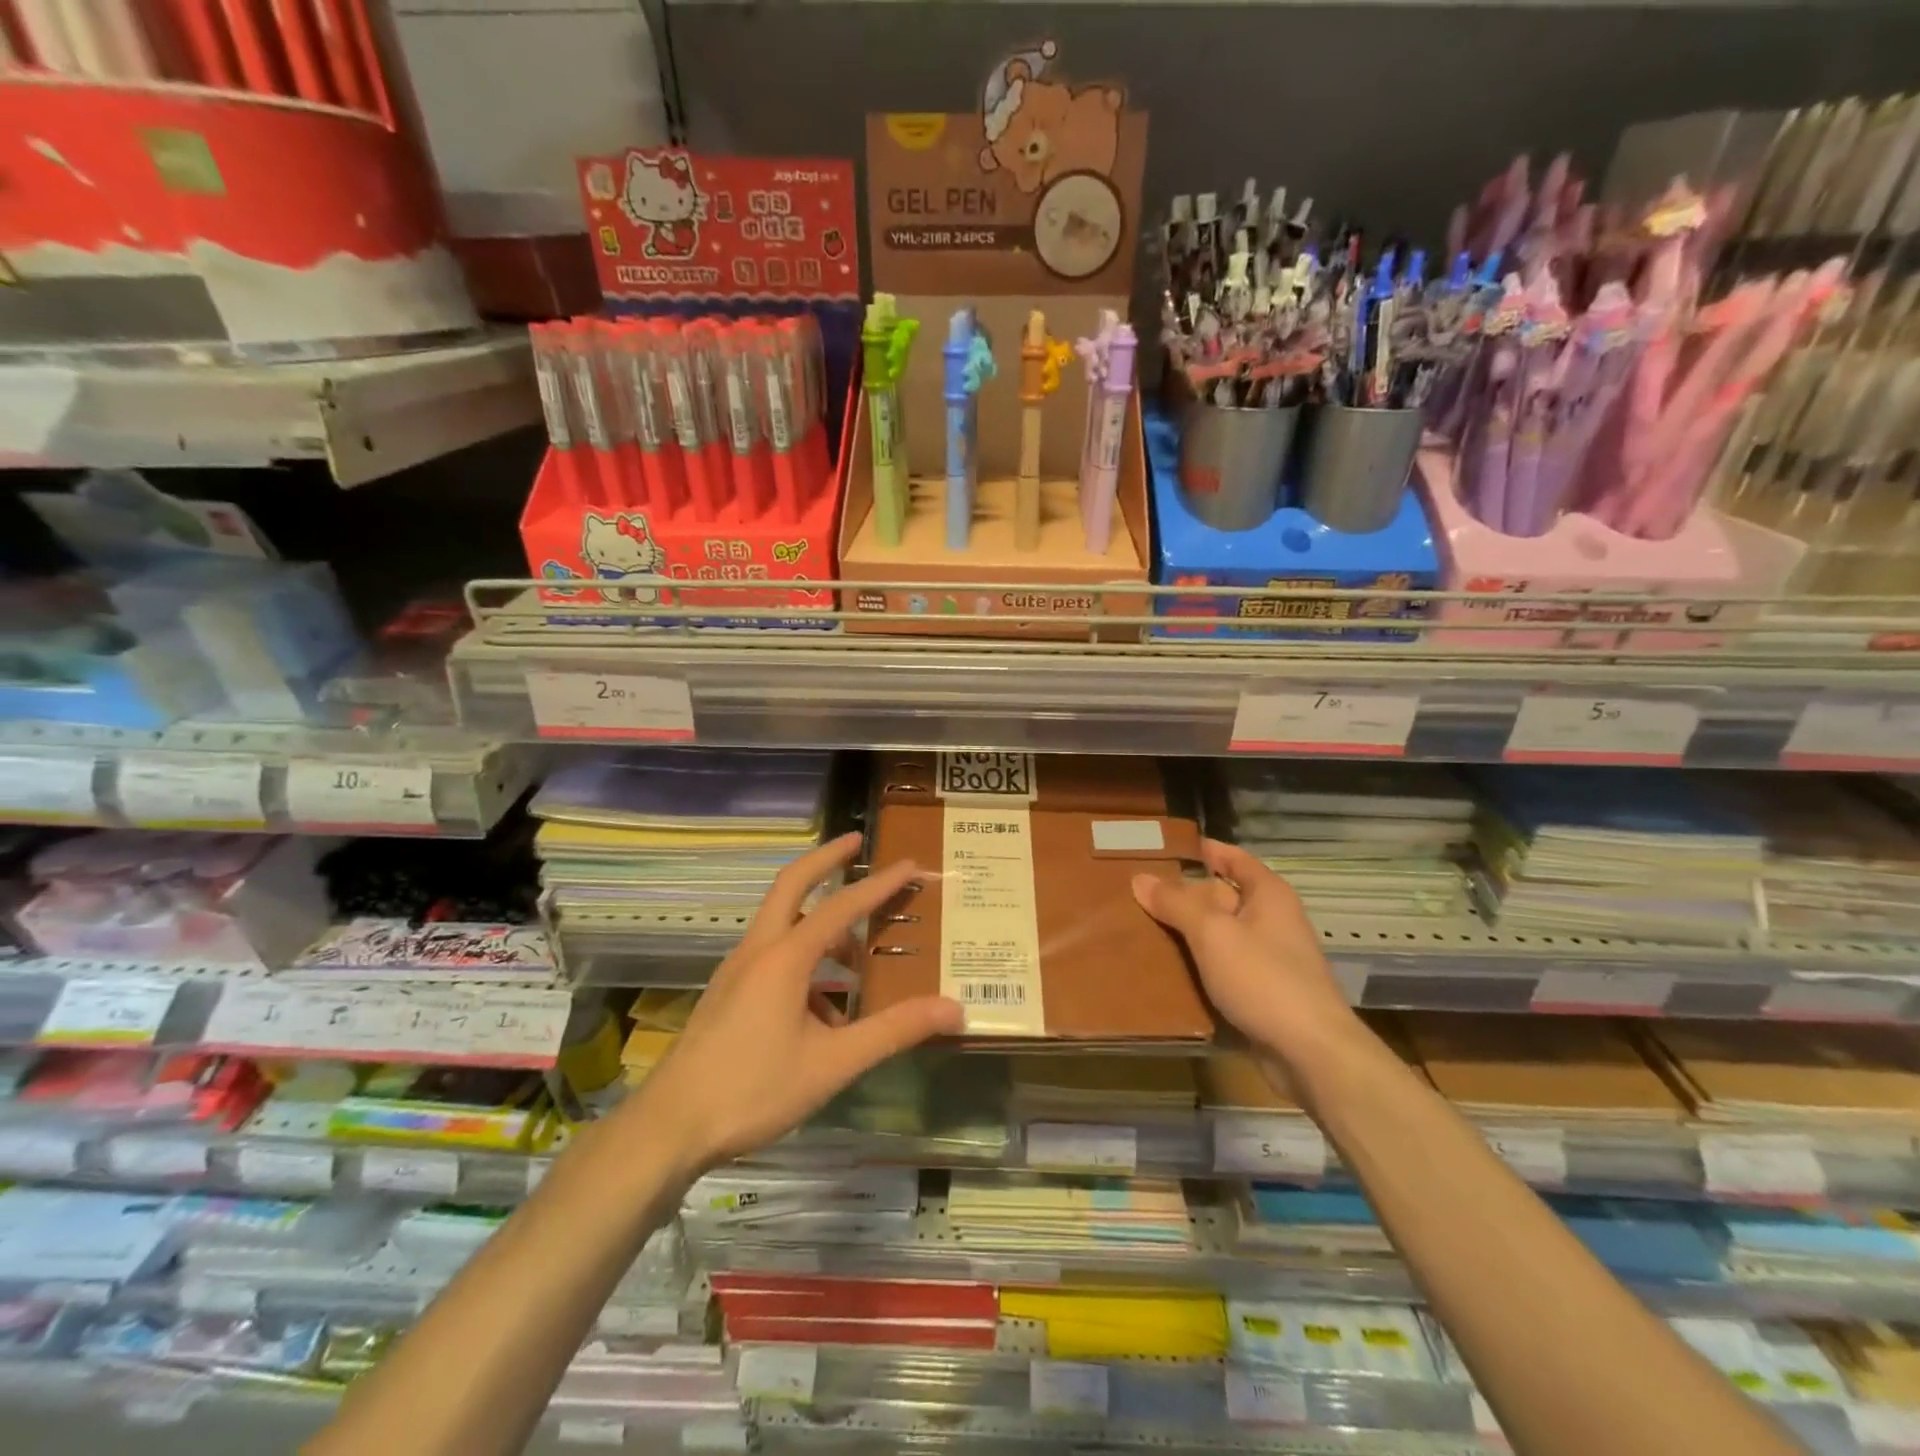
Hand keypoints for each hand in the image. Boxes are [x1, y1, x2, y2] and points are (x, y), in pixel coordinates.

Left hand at [634, 833, 961, 1177]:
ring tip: (857, 959)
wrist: (670, 1127)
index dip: (880, 884)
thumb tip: (954, 1010)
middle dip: (825, 859)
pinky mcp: (728, 992)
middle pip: (792, 884)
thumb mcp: (833, 1063)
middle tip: (856, 843)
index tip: (910, 863)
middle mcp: (758, 950)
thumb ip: (894, 1031)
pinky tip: (824, 1012)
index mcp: (785, 957)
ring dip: (818, 923)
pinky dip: (803, 961)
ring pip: (782, 924)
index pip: (842, 905)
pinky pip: (772, 956)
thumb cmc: (753, 1089)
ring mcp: (737, 970)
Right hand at [1131, 839, 1356, 1066]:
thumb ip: (1176, 904)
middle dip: (1184, 894)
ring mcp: (1268, 959)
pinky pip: (1222, 968)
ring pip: (1219, 935)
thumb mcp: (1212, 934)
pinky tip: (1165, 969)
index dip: (1205, 850)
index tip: (1166, 846)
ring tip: (1140, 927)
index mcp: (1269, 895)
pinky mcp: (1261, 993)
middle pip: (1222, 897)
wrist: (1310, 1054)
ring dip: (1186, 933)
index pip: (1234, 858)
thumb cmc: (1264, 979)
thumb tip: (1141, 878)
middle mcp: (1272, 921)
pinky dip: (1197, 965)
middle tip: (1138, 890)